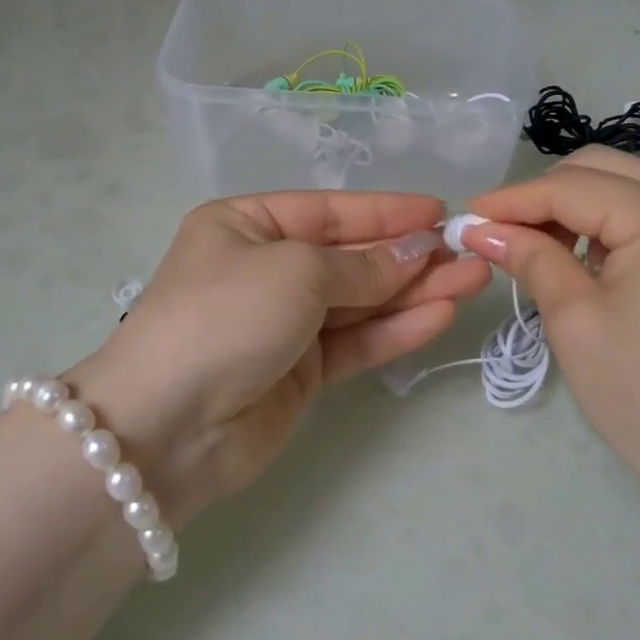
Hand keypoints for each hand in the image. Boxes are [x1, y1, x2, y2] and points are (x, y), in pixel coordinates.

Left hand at [75, 192, 491, 521]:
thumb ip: (361, 265)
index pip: (329, 211)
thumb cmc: (225, 316)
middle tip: (470, 252)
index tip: (440, 212)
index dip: (386, 212)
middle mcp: (265, 268)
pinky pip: (355, 342)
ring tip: (473, 280)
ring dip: (414, 291)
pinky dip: (396, 329)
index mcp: (246, 225)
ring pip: (360, 301)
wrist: (166, 428)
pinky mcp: (299, 373)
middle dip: (409, 254)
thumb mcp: (294, 271)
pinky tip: (441, 316)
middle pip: (350, 256)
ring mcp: (283, 323)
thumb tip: (417, 251)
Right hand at [462, 146, 639, 510]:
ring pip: (623, 185)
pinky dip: (605, 223)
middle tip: (499, 235)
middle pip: (599, 169)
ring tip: (534, 249)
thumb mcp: (575, 322)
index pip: (571, 188)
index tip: (465, 217)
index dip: (511, 201)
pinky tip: (580, 257)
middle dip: (542, 197)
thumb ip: (529, 258)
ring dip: (572, 208)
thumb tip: (480, 228)